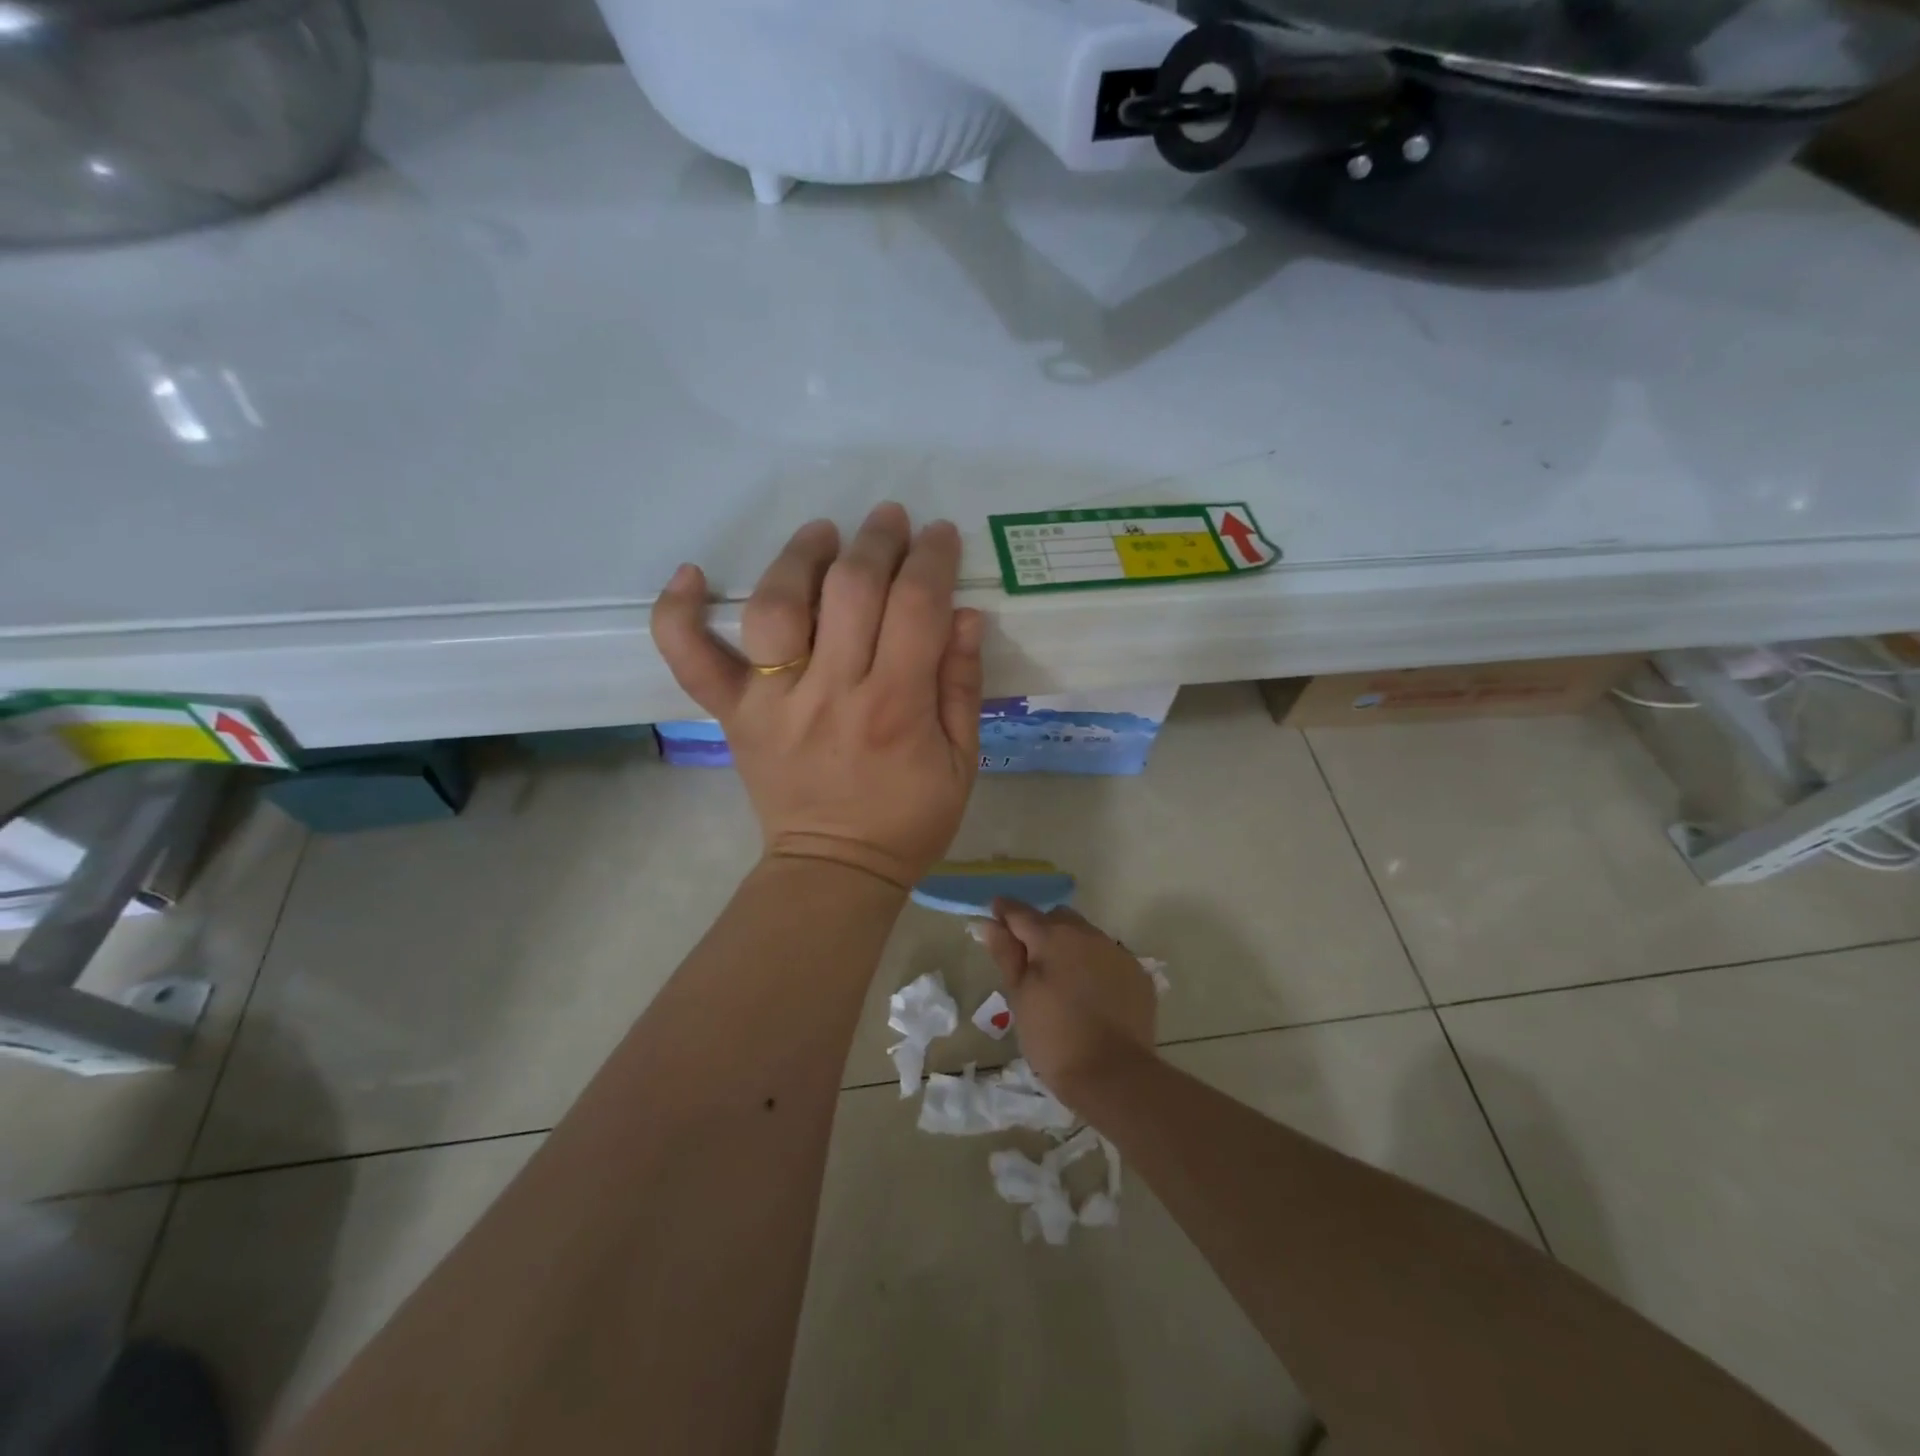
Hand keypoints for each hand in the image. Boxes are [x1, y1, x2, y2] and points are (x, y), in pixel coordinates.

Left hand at [651, 503, 983, 890]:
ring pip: (776, 608)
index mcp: (896, 707)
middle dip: (876, 541)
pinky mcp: (735, 716)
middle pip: (850, 591)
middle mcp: (832, 693)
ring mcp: (774, 703)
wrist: (835, 871)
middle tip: (889, 520)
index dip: (931, 559)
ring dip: (799, 557)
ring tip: (822, 535)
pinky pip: (693, 660)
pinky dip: (679, 614)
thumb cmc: (909, 820)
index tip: (939, 536)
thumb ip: (961, 686)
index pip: (916, 607)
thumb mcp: (961, 761)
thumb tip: (964, 614)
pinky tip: (691, 575)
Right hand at [976, 901, 1157, 1096]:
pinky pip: (1108, 957)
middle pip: (1057, 918)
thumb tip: (991, 923)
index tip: (994, 916)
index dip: (1004, 912)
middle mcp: (1087, 934)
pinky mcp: (1137, 973)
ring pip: (1085, 935)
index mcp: (1053, 937)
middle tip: (1029, 960)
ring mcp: (1116, 952)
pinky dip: (1095, 965)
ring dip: (1070, 946)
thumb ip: (1006, 954)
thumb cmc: (1053, 1038)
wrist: (1113, 1075)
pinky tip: (1091, 995)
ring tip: (1062, 981)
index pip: (1020, 912)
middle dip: (1040, 929)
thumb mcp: (1019, 997)